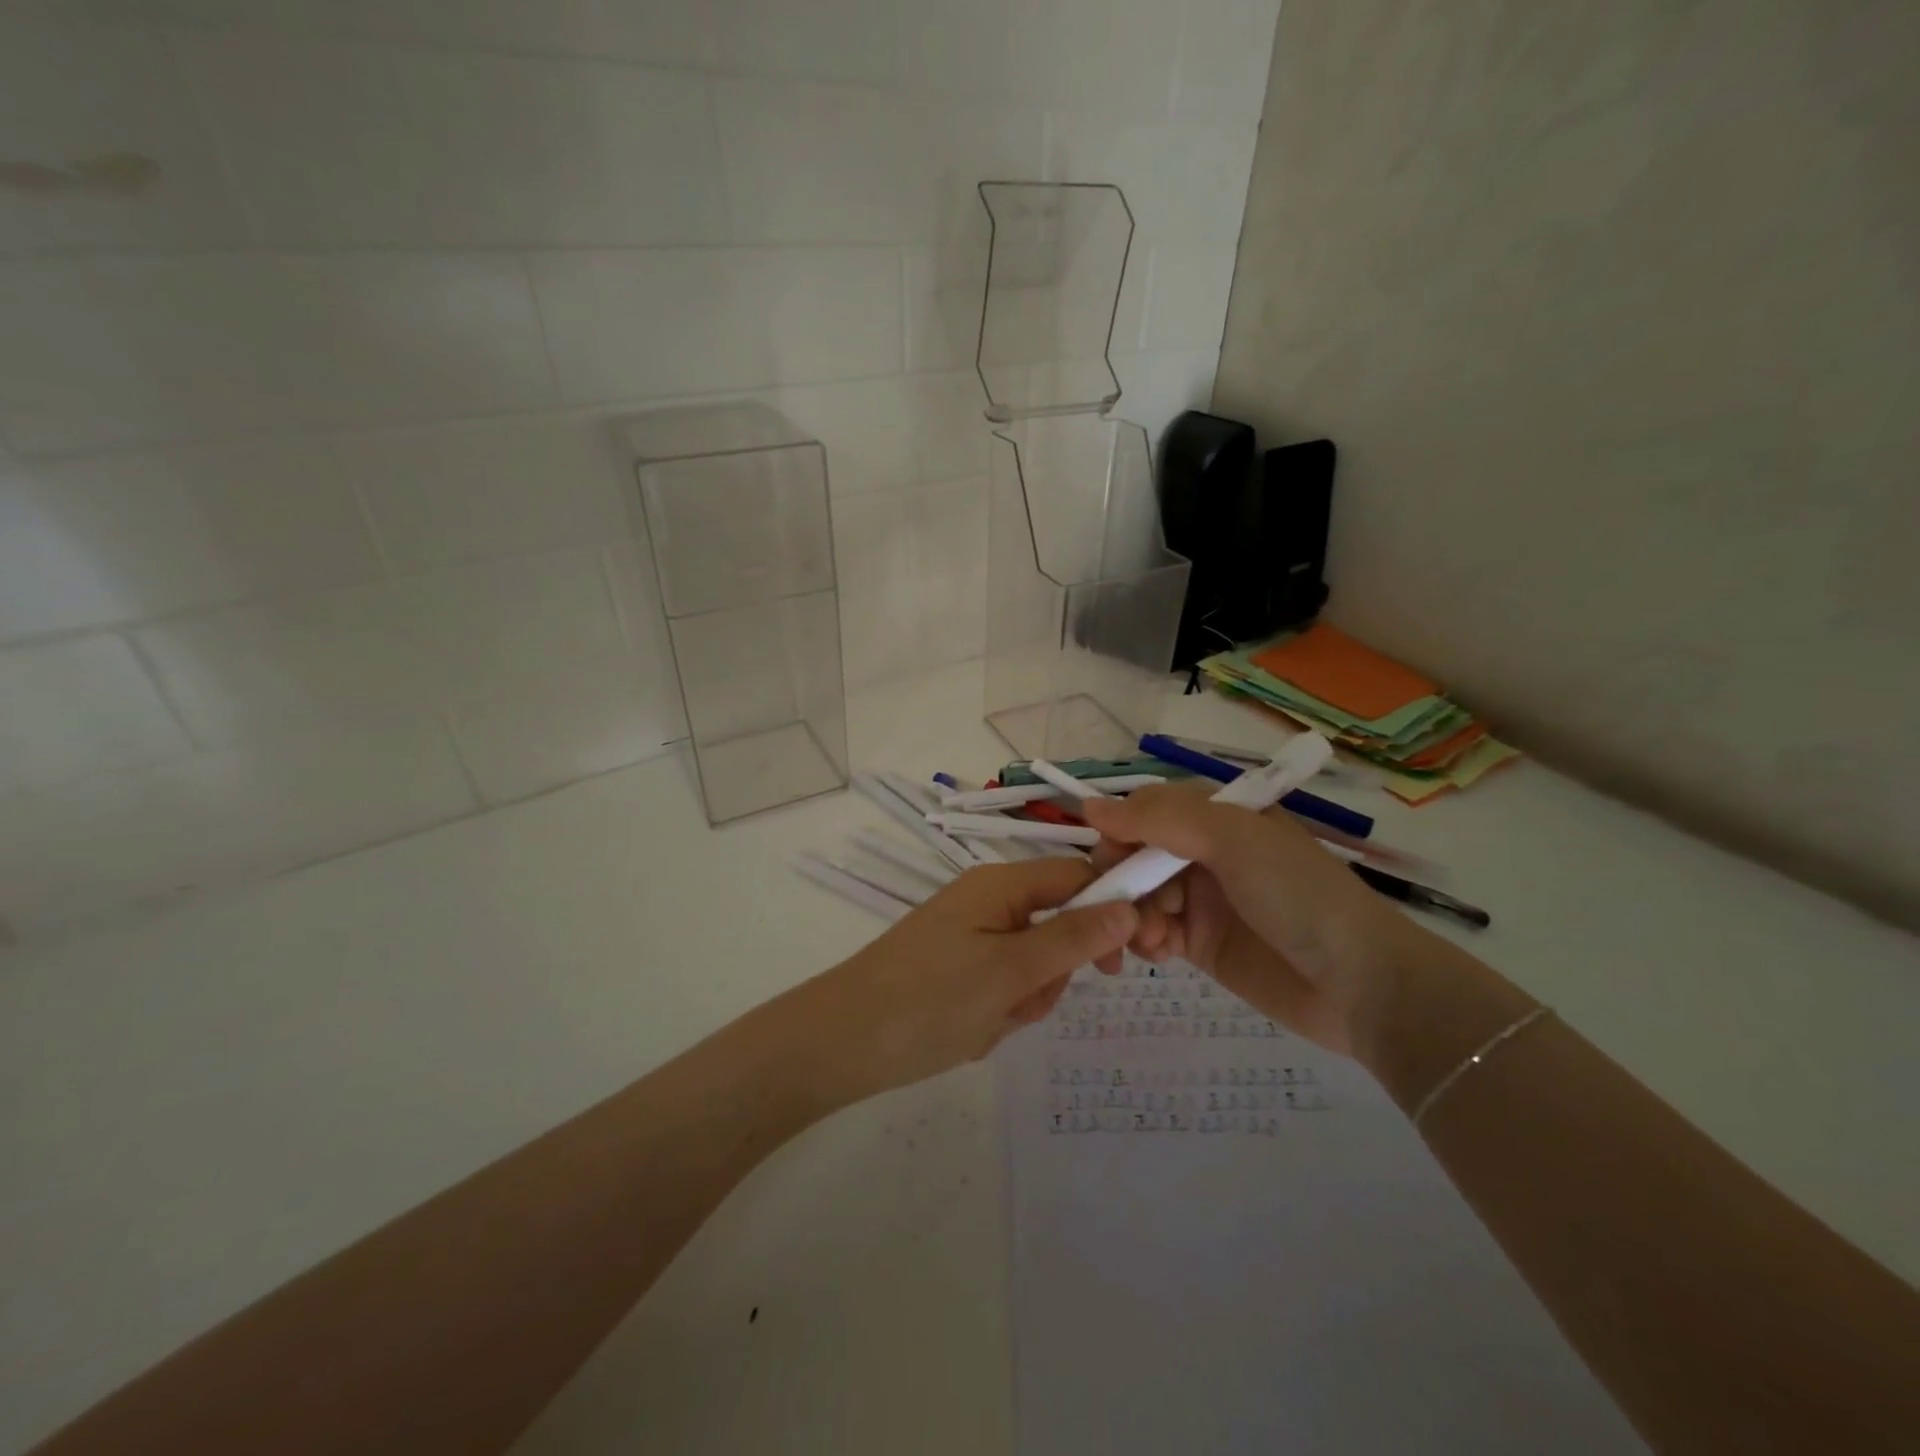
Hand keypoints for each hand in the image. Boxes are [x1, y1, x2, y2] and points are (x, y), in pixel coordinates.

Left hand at [792, 859, 1138, 1103]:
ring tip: (987, 1021)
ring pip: (1032, 964)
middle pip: (1057, 925)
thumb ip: (1074, 938)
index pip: (1078, 876)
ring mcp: (969, 936)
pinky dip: (998, 1011)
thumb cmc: (930, 1001)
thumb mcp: (1011, 971)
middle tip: (1024, 1000)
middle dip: (1052, 973)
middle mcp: (987, 900)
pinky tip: (968, 1031)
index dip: (1111, 910)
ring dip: (1023, 998)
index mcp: (1000, 884)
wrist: (840, 1043)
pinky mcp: (956, 969)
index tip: (1130, 960)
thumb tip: (1129, 906)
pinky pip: (1002, 984)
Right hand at [1081, 785, 1411, 1057]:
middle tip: (1126, 908)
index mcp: (1216, 816)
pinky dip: (1145, 940)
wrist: (1361, 984)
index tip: (1109, 859)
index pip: (1145, 810)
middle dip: (1121, 879)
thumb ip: (1161, 818)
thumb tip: (1089, 806)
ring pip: (1137, 894)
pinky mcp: (1199, 943)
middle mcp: (1203, 852)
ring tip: (1150, 939)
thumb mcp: (1234, 839)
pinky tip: (1161, 954)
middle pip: (1133, 854)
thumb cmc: (1298, 895)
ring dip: (1131, 913)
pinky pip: (1152, 932)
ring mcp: (1200, 899)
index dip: (1119, 831)